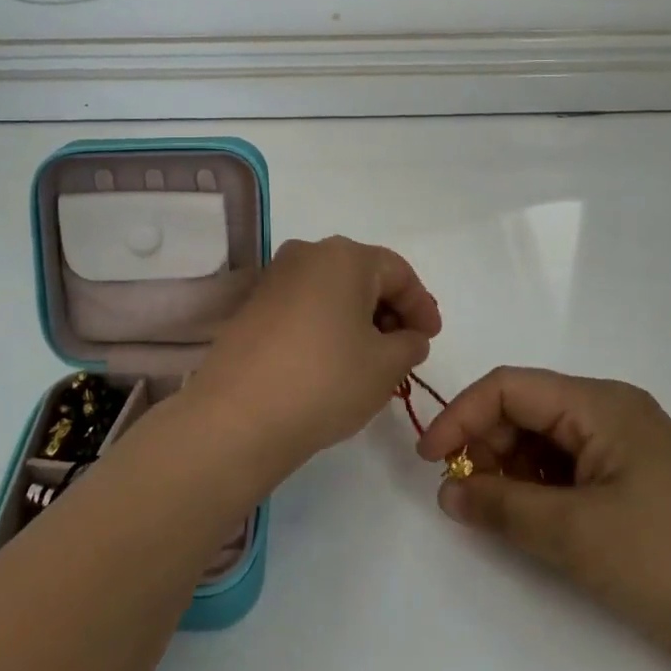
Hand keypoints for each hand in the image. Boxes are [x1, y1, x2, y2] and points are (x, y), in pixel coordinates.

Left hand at [184, 238, 442, 485]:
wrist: (239, 416)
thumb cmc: (326, 380)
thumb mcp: (386, 366)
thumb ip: (410, 344)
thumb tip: (409, 336)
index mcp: (344, 256)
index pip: (398, 272)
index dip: (422, 305)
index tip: (431, 339)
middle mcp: (307, 254)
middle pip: (363, 275)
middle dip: (390, 310)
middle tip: (406, 348)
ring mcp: (275, 278)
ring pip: (332, 290)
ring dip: (358, 318)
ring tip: (372, 359)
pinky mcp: (253, 305)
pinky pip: (305, 305)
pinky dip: (328, 325)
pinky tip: (334, 360)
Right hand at [417, 368, 670, 656]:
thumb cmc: (669, 562)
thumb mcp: (573, 533)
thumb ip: (500, 505)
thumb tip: (447, 492)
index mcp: (600, 403)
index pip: (510, 386)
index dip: (462, 415)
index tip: (429, 461)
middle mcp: (612, 412)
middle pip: (527, 409)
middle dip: (485, 444)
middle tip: (462, 494)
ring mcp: (628, 447)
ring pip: (546, 440)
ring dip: (510, 468)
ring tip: (495, 511)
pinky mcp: (637, 482)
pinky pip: (571, 468)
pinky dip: (540, 488)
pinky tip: (533, 519)